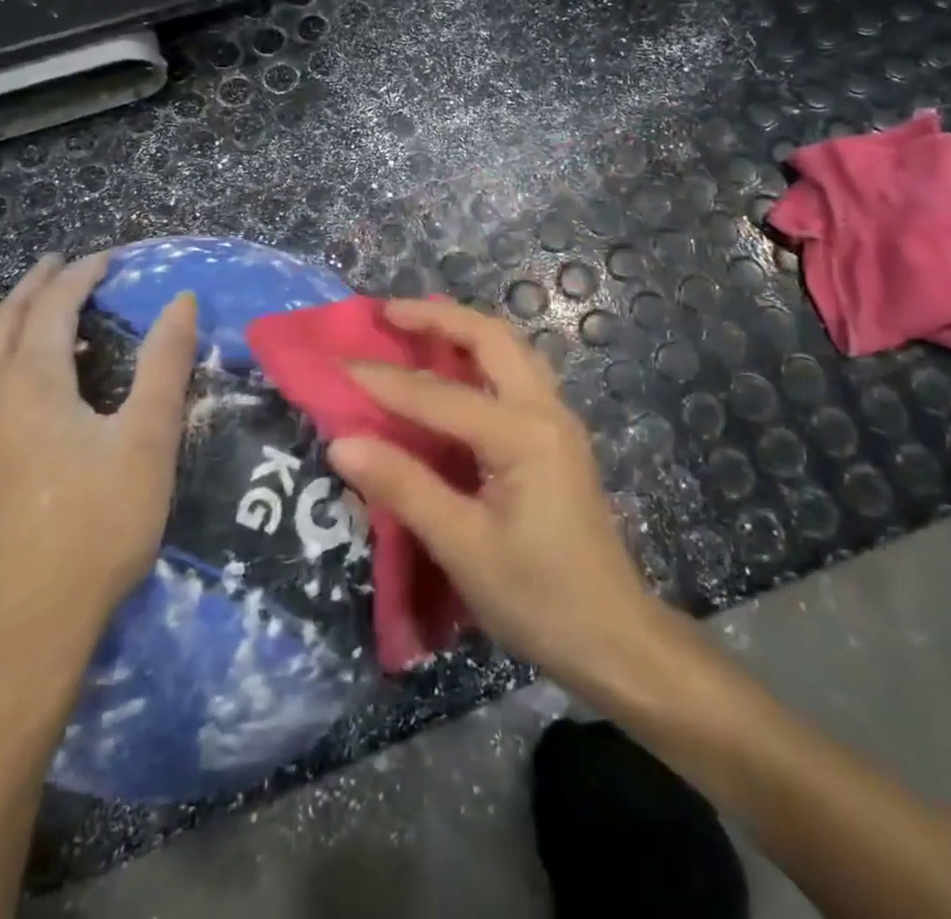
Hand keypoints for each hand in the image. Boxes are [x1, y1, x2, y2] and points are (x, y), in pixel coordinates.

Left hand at [0, 252, 199, 698]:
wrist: (23, 635)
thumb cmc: (97, 530)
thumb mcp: (148, 442)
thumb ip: (164, 365)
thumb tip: (181, 301)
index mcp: (31, 385)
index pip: (52, 309)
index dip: (78, 276)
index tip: (104, 259)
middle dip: (28, 291)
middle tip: (52, 268)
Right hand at [326, 298, 658, 692]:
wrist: (614, 637)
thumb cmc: (539, 599)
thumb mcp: (464, 548)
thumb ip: (405, 488)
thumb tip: (343, 443)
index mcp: (523, 435)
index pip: (439, 396)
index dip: (384, 380)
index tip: (336, 364)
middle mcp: (546, 411)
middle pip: (492, 338)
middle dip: (439, 317)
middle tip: (388, 312)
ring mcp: (558, 420)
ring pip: (511, 349)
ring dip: (464, 329)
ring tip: (418, 326)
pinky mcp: (557, 437)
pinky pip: (517, 373)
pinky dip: (482, 356)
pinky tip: (456, 369)